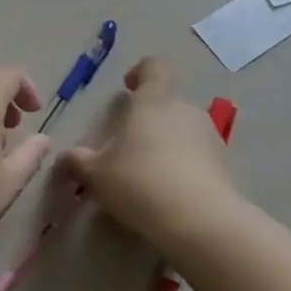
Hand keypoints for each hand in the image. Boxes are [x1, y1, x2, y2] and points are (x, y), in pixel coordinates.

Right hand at [61, 56, 242, 248]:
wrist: (202, 223)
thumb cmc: (140, 183)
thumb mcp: (96, 175)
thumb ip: (77, 161)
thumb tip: (66, 157)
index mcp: (154, 100)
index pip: (154, 66)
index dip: (140, 73)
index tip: (127, 89)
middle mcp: (185, 110)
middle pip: (166, 101)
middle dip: (148, 118)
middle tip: (126, 145)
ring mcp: (210, 137)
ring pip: (183, 129)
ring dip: (166, 143)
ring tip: (146, 174)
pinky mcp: (224, 165)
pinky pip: (198, 156)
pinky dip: (183, 167)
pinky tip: (168, 194)